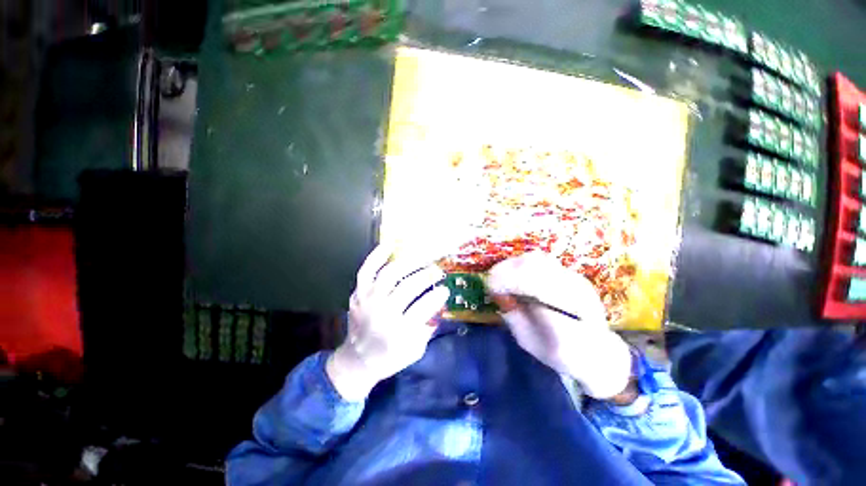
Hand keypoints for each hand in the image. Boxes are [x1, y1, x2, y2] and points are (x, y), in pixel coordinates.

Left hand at [327, 245, 449, 400]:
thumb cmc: (389, 358)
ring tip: (422, 258)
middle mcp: (382, 313)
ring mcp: (367, 300)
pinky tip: (389, 245)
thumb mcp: (415, 350)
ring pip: (390, 274)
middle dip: (426, 276)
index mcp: (397, 331)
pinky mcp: (358, 293)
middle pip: (408, 287)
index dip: (437, 295)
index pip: (423, 307)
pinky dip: (377, 256)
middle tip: (437, 270)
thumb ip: (428, 326)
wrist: (356, 361)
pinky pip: (367, 270)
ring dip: (409, 263)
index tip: (445, 289)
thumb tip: (438, 302)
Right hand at [487, 252, 631, 398]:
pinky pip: (543, 262)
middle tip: (491, 280)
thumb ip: (515, 318)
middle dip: (507, 270)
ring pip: (539, 260)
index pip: (535, 287)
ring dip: (514, 265)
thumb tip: (501, 295)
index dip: (509, 281)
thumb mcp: (531, 344)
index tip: (490, 286)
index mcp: (567, 318)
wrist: (599, 354)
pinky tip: (515, 275)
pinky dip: (523, 265)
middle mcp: (576, 293)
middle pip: (535, 266)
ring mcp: (576, 281)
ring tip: (501, 276)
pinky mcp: (573, 275)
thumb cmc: (560, 355)